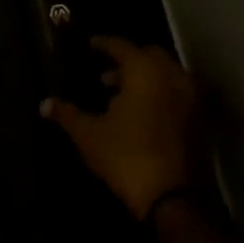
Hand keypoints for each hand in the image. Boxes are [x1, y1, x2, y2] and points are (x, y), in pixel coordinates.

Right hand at [44, 37, 204, 219]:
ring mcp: (189, 98)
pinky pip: (176, 94)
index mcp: (144, 71)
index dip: (103, 44)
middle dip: (127, 60)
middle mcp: (171, 76)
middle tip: (105, 73)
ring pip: (165, 75)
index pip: (121, 46)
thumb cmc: (125, 156)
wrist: (170, 198)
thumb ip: (67, 114)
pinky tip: (140, 113)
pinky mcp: (198, 120)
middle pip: (148, 55)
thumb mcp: (88, 134)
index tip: (90, 45)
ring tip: (119, 95)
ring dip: (144, 78)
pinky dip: (159, 94)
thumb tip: (44, 104)